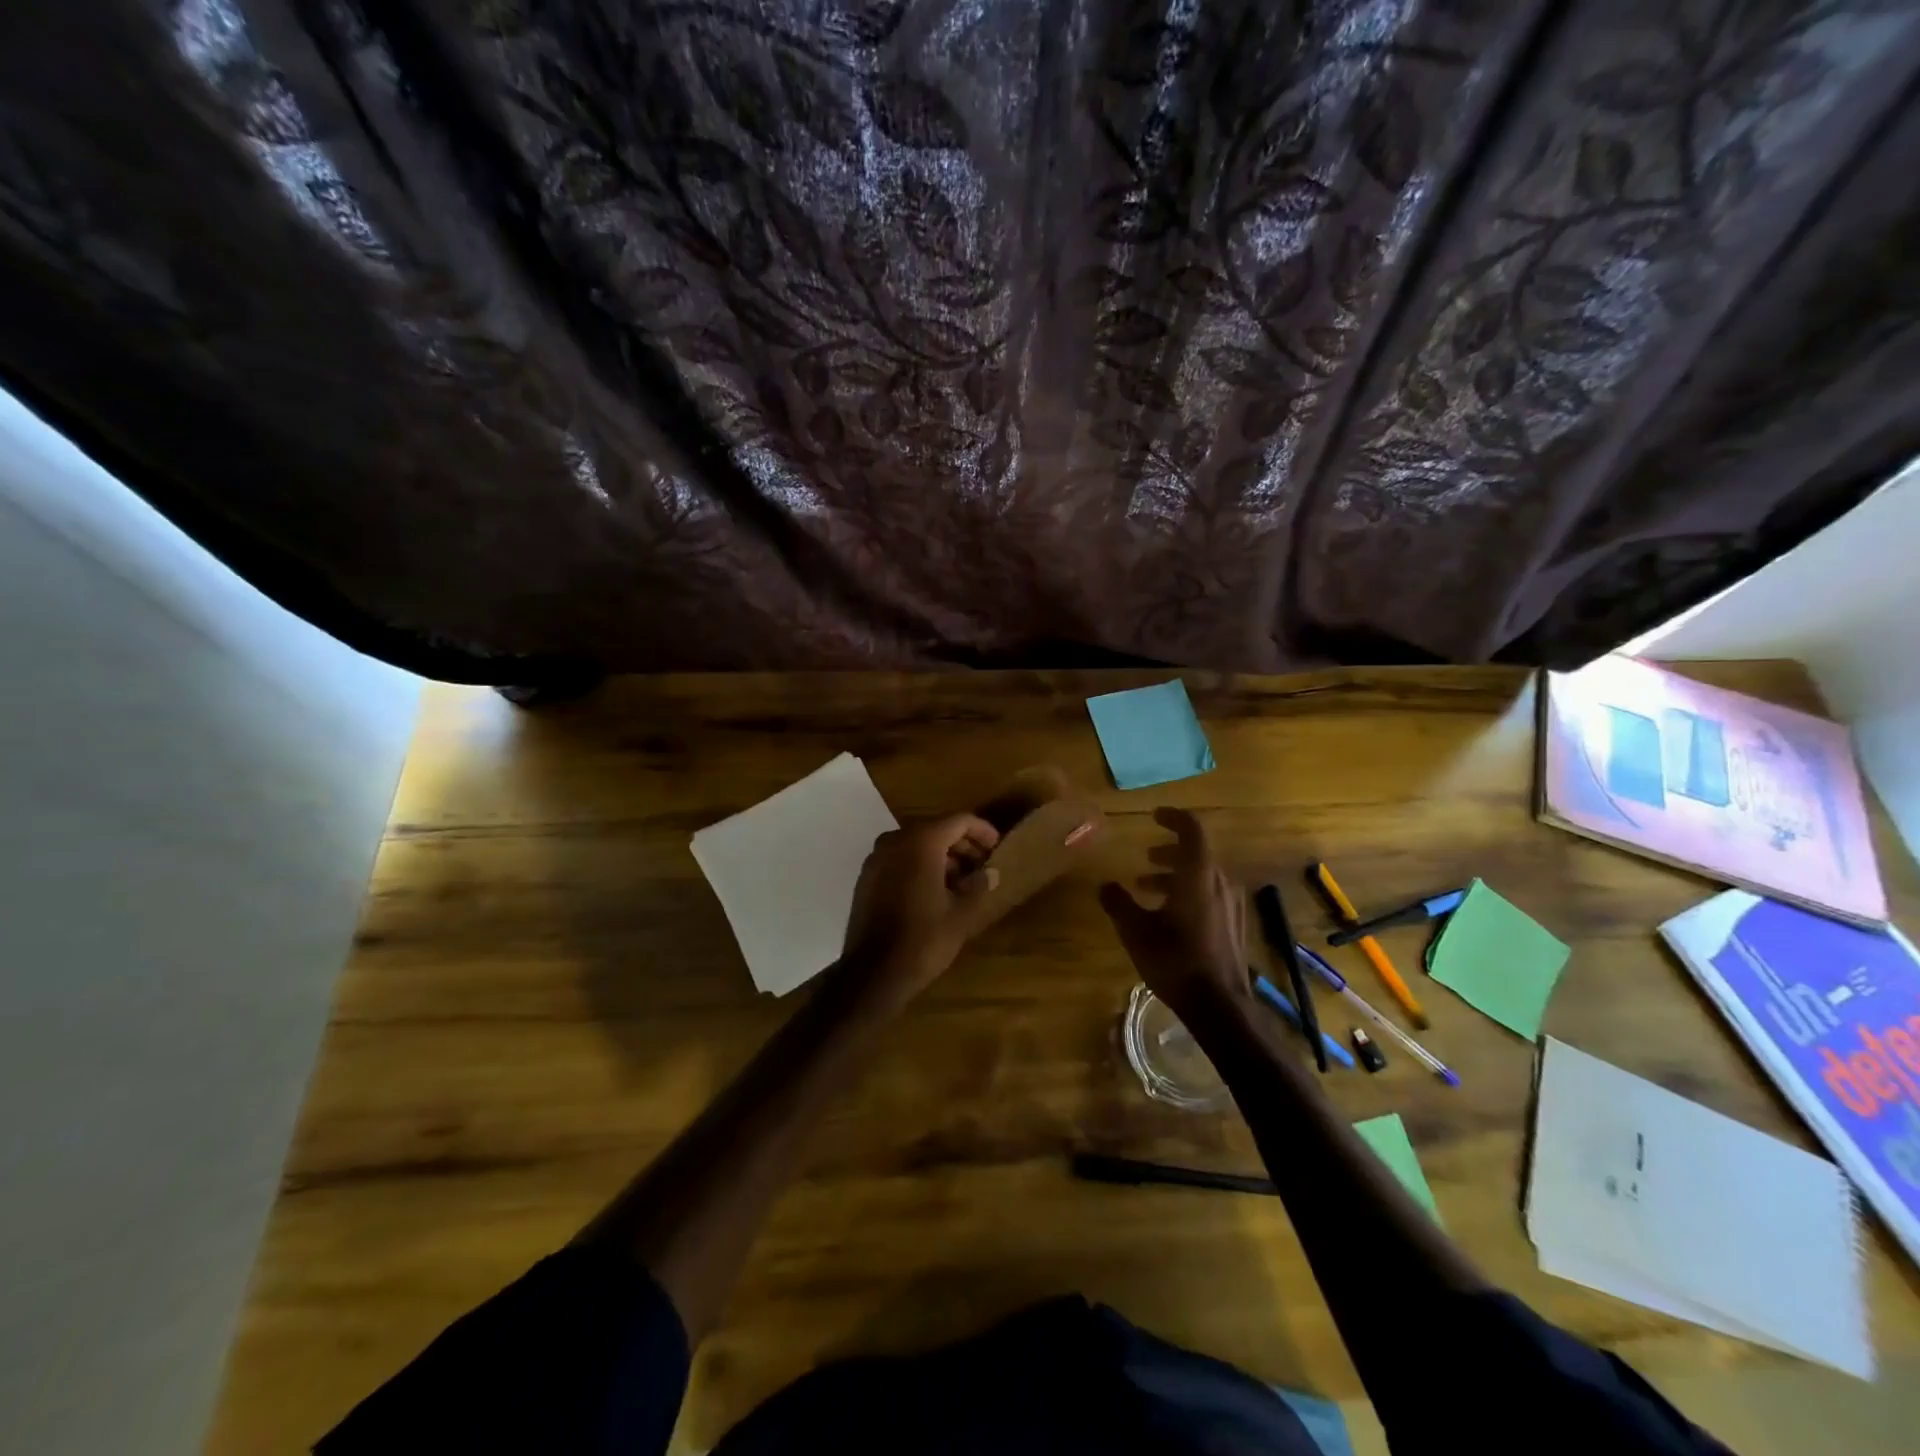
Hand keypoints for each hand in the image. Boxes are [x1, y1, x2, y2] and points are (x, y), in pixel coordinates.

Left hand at [842, 813, 1000, 1001]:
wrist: (873, 973)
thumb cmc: (923, 940)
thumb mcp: (961, 914)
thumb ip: (979, 885)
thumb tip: (991, 872)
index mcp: (921, 842)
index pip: (959, 821)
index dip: (982, 831)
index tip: (997, 848)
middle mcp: (895, 840)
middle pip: (936, 829)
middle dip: (962, 845)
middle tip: (983, 865)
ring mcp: (876, 858)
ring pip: (916, 844)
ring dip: (942, 856)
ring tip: (963, 881)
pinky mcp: (866, 877)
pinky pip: (899, 859)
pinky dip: (920, 865)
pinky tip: (935, 890)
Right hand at [1098, 807, 1248, 1016]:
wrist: (1219, 1005)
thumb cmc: (1175, 960)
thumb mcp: (1135, 930)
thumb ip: (1118, 903)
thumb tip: (1105, 885)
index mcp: (1198, 875)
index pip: (1192, 830)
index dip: (1173, 818)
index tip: (1154, 816)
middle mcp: (1219, 883)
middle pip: (1196, 854)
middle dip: (1168, 853)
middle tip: (1145, 858)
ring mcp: (1231, 905)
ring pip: (1202, 877)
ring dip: (1176, 876)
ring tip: (1147, 889)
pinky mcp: (1234, 925)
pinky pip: (1210, 895)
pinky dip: (1188, 893)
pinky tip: (1169, 917)